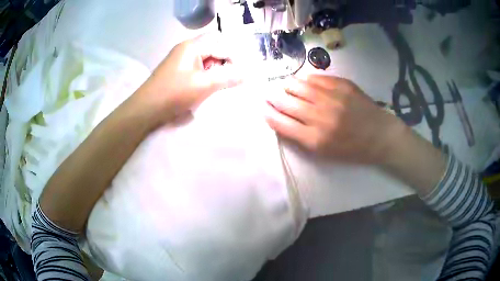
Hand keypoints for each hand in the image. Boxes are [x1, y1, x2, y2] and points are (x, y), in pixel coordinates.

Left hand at [137, 33, 240, 124]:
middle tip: (234, 78)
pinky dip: (208, 76)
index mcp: (192, 46)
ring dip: (217, 70)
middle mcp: (187, 49)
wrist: (146, 110)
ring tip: (223, 84)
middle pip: (214, 49)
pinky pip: (199, 68)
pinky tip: (210, 87)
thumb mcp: (204, 85)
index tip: (242, 75)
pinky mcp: (179, 72)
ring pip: (207, 59)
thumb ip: (227, 77)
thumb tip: (248, 74)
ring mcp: (182, 60)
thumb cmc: (174, 93)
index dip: (234, 58)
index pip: (221, 45)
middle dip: (226, 63)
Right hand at [265, 75, 405, 163]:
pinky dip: (305, 79)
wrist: (379, 135)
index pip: (281, 123)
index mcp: (314, 139)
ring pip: (298, 85)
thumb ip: (301, 137)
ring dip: (286, 84)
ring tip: (283, 84)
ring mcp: (332, 97)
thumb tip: (282, 119)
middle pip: (286, 102)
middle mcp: (320, 116)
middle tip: (267, 92)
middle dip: (272, 96)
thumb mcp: (324, 152)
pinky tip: (302, 80)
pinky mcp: (342, 85)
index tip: (262, 107)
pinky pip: (316, 78)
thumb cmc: (351, 148)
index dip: (268, 113)